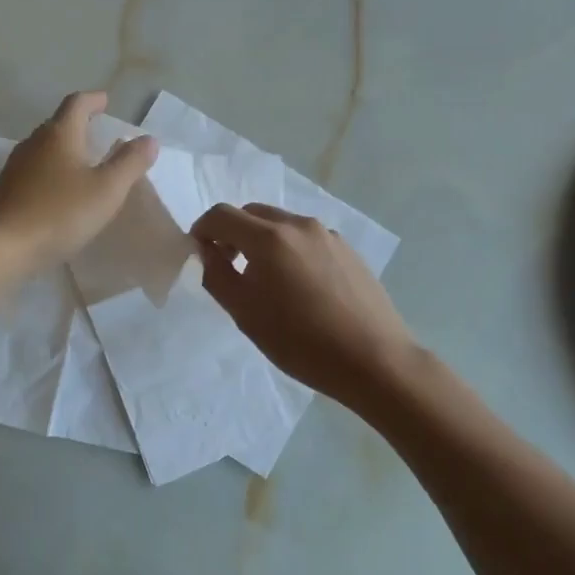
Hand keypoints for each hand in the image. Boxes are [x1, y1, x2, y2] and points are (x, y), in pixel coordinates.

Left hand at [0, 91, 158, 274]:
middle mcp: (33, 144)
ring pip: (43, 149)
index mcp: (59, 135)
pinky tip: (59, 194)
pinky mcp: (4, 192)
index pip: (77, 104)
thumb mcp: (106, 189)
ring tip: (82, 164)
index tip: (105, 100)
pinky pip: (33, 173)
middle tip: (98, 133)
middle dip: (78, 125)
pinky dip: (50, 174)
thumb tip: (149, 138)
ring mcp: (14, 168)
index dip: (93, 100)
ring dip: (63, 150)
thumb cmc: (58, 213)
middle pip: (57, 124)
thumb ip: (130, 162)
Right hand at [193, 202, 421, 410]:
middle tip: (228, 266)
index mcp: (268, 237)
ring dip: (262, 240)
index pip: (221, 215)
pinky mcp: (348, 249)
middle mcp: (298, 224)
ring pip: (281, 224)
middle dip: (232, 232)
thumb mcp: (245, 313)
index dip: (203, 229)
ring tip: (266, 279)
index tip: (200, 253)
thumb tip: (207, 250)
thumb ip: (217, 275)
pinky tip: (300, 287)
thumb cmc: (301, 342)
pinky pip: (306, 239)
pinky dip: (290, 250)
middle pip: (252, 213)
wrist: (374, 360)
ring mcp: (327, 235)